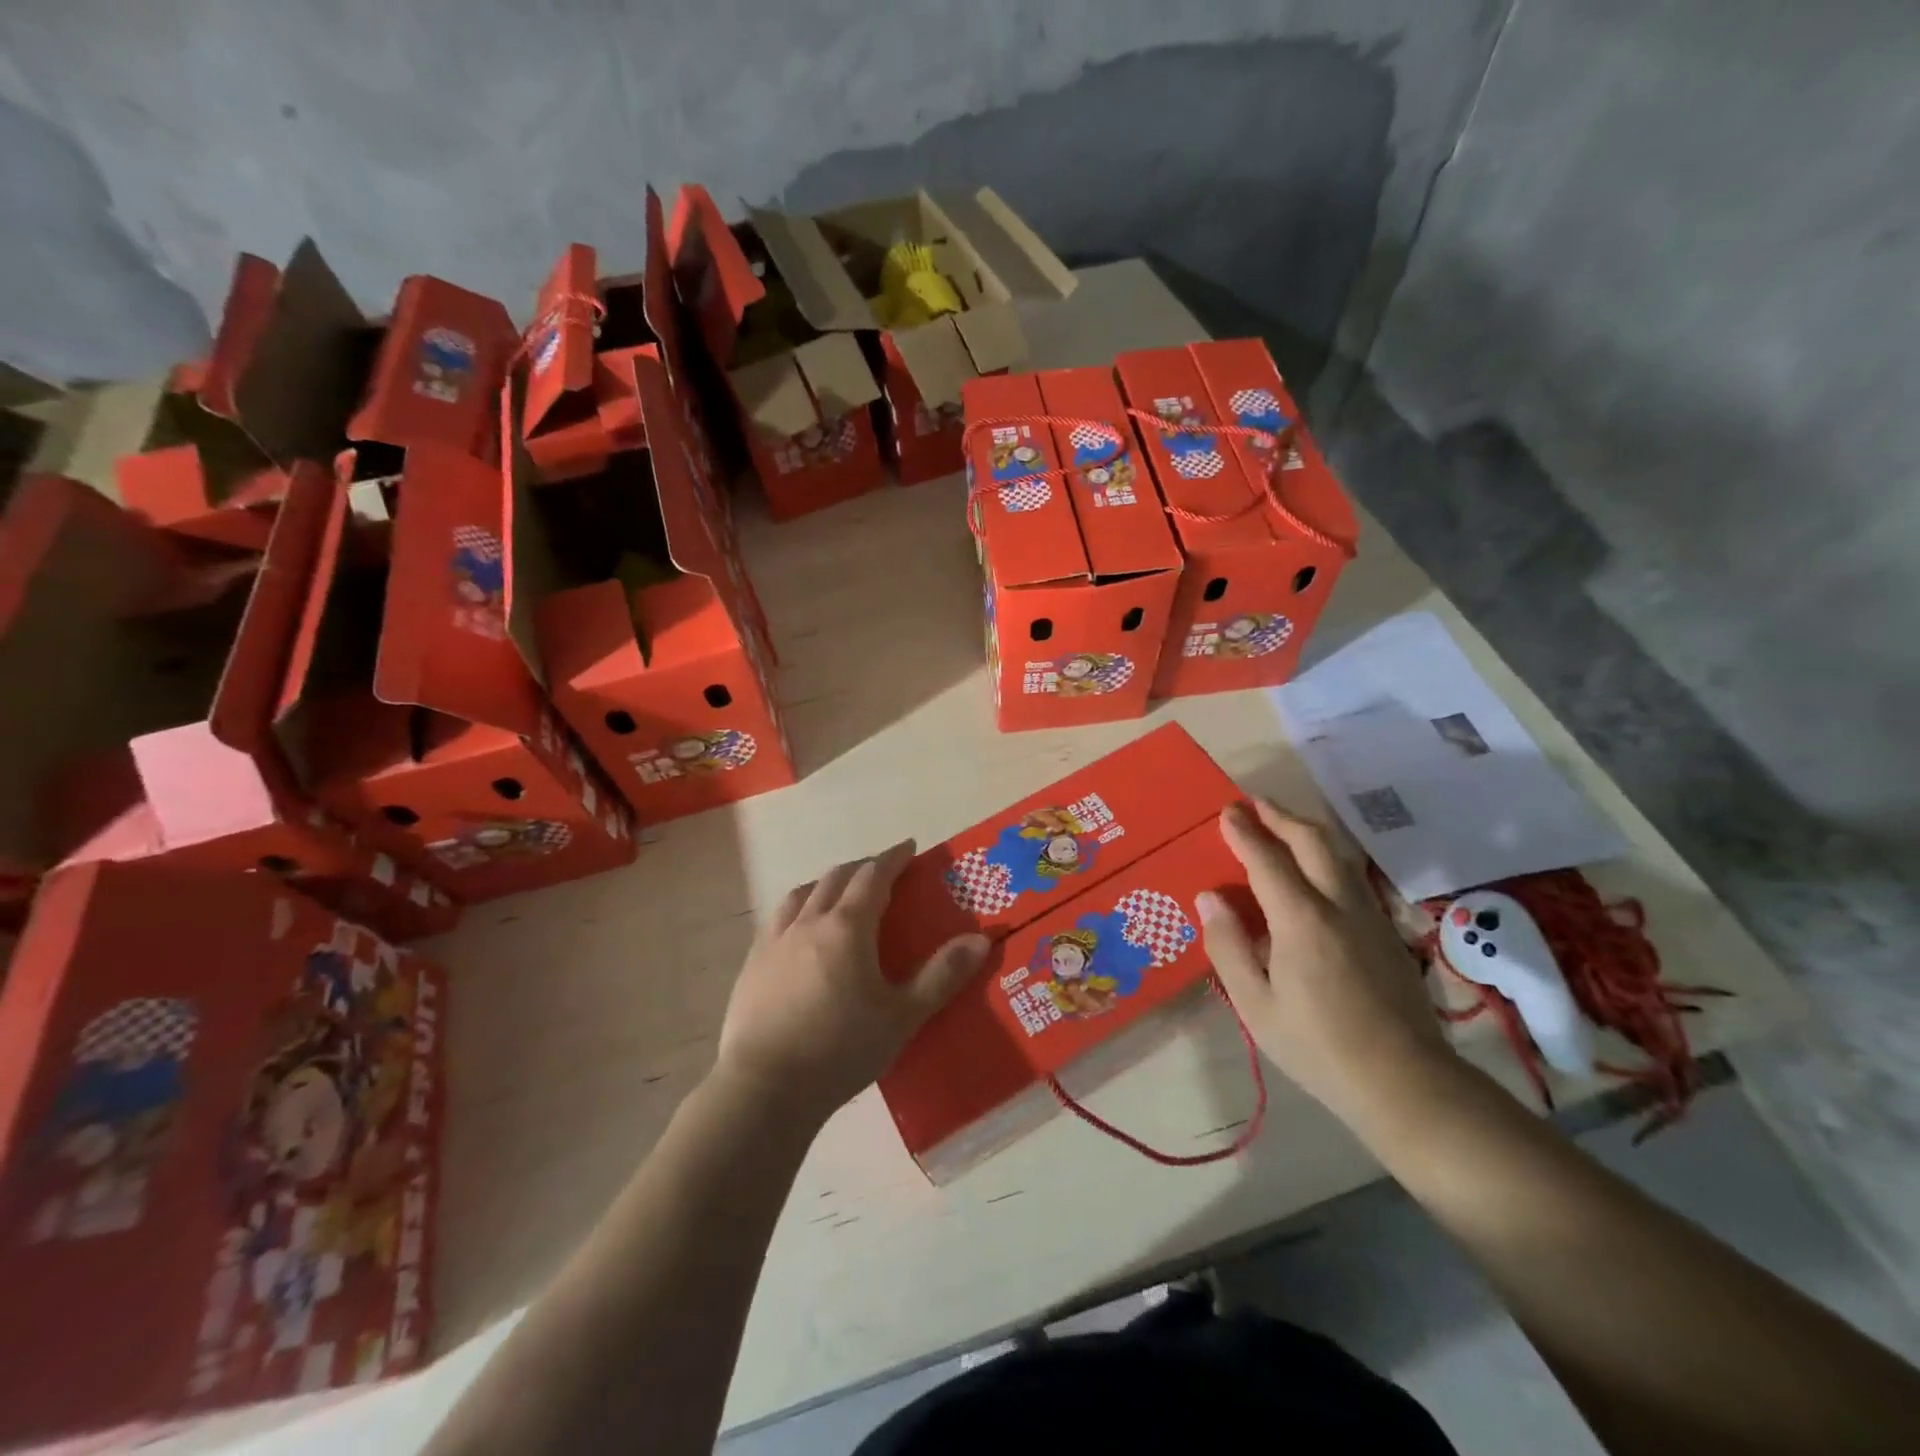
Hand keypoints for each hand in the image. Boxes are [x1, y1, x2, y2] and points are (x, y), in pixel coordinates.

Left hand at [715, 839, 989, 1122]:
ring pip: (802, 893)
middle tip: (883, 871)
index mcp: (847, 927)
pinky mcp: (753, 963)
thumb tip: (981, 939)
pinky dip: (799, 908)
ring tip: (840, 893)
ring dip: (827, 883)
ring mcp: (775, 940)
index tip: (909, 847)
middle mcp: (809, 921)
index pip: (873, 875)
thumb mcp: (902, 1016)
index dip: (893, 858)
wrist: (765, 1088)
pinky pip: (779, 918)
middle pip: (837, 877)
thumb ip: (942, 975)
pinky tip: (801, 930)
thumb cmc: (840, 1050)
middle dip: (863, 867)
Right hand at [1196, 799, 1452, 1126]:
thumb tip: (1209, 897)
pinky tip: (1316, 870)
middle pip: (1312, 841)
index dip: (1244, 832)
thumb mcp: (1256, 1005)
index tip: (1226, 811)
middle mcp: (1339, 905)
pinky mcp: (1388, 931)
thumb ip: (1229, 946)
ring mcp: (1370, 915)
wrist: (1407, 1082)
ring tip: (1282, 824)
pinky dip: (1326, 856)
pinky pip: (1352, 876)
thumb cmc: (1318, 1047)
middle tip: (1254, 803)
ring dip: (1306, 831)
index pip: (1266, 860)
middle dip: (1280, 816)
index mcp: (1301, 920)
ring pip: (1338, 854)